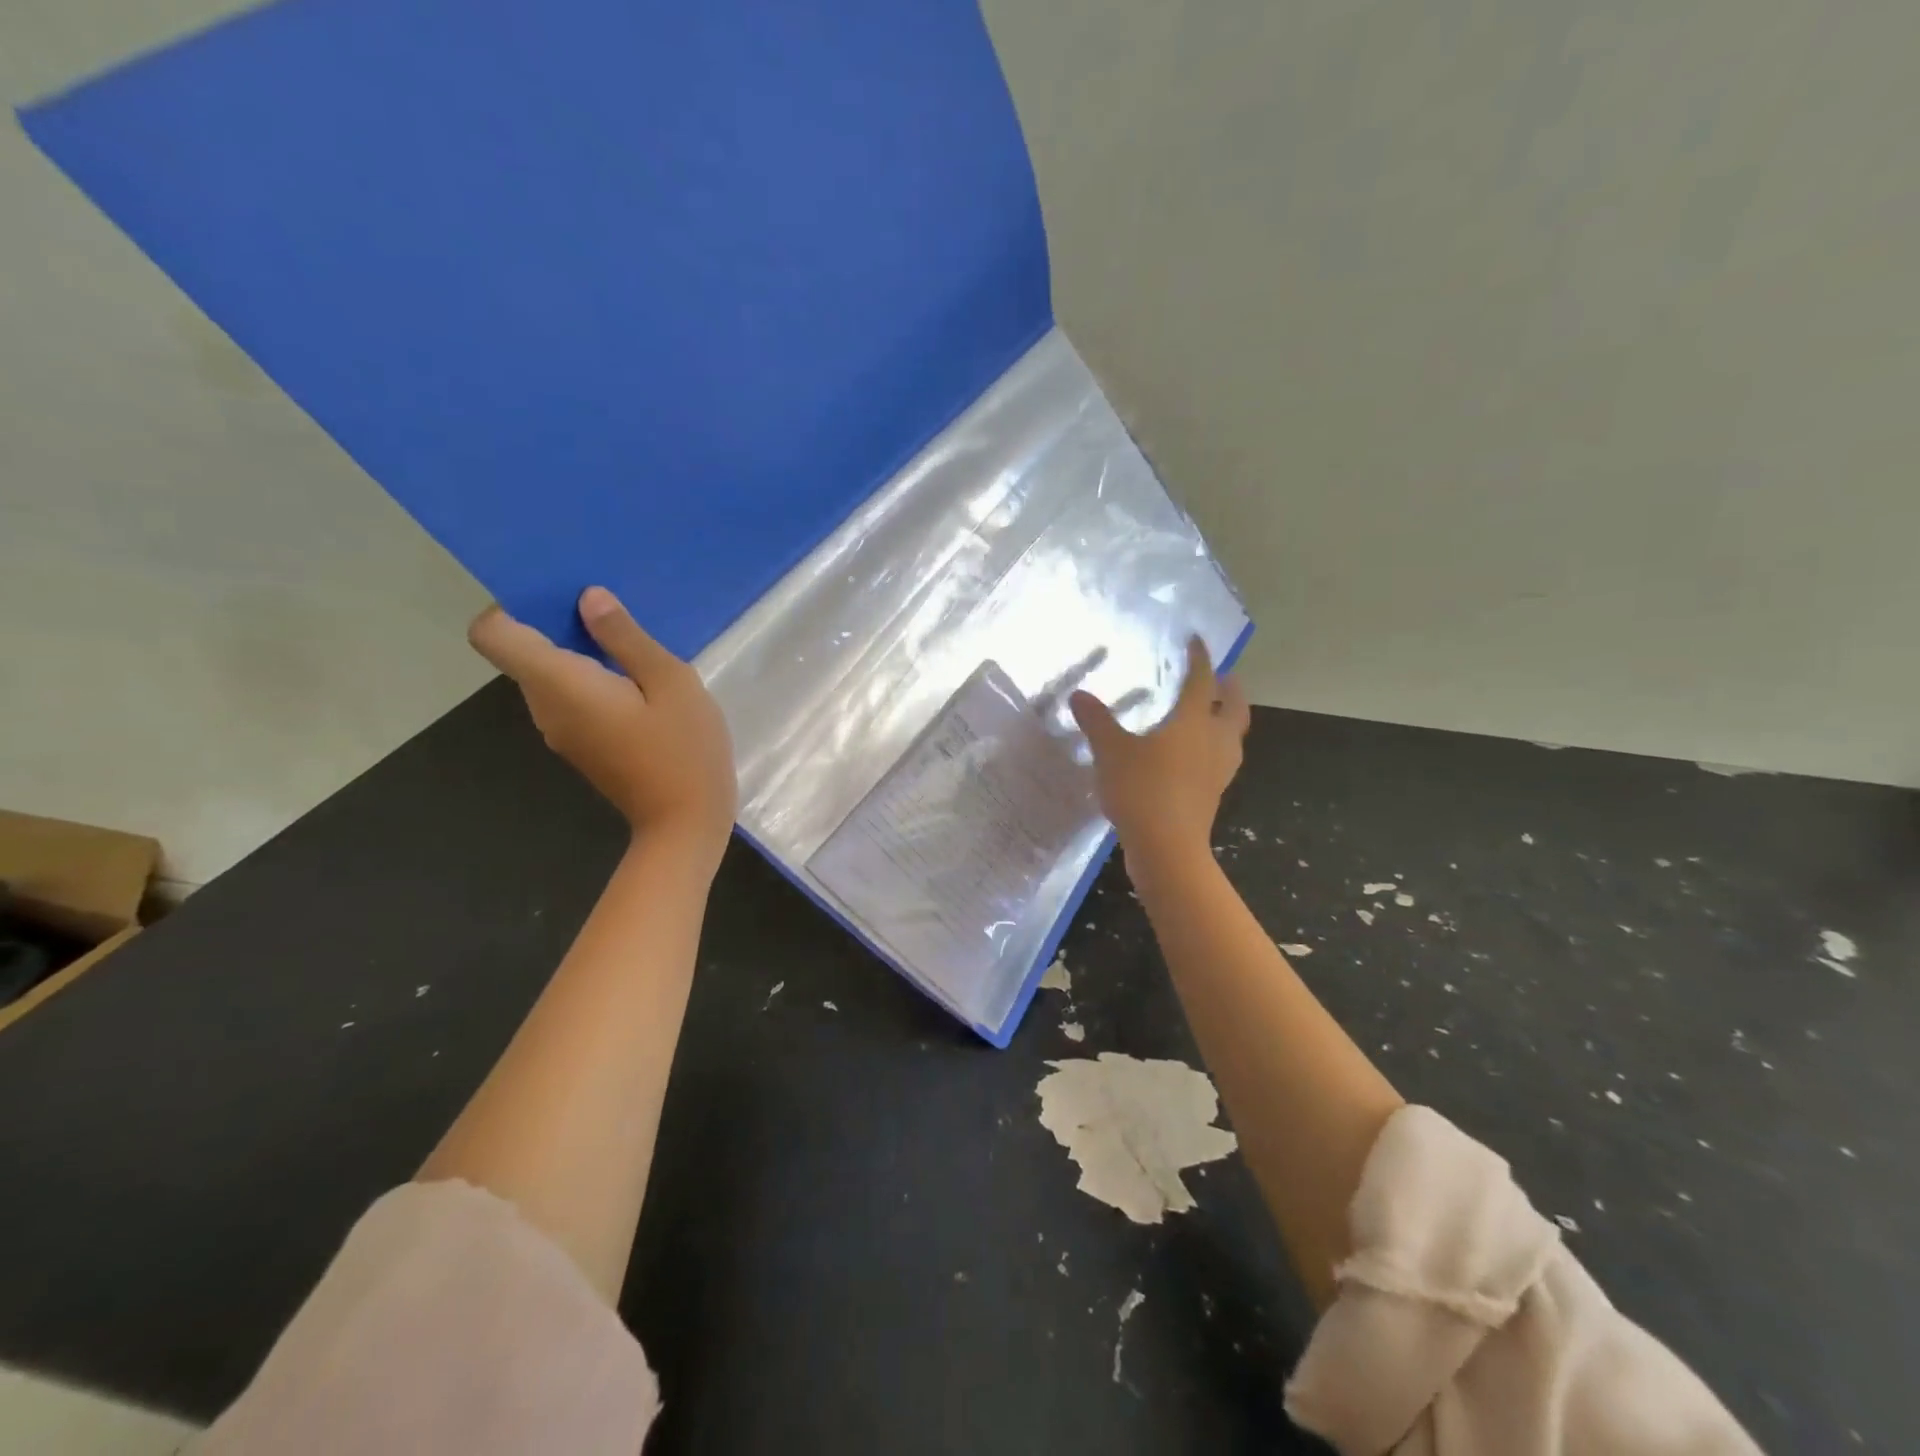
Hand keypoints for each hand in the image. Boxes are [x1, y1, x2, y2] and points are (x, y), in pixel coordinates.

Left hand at [468, 588, 736, 863]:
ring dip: (581, 653)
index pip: (492, 634)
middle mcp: (546, 707)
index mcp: (560, 684)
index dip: (514, 607)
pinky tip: (640, 687)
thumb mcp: (671, 683)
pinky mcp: (581, 746)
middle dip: (559, 624)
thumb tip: (588, 598)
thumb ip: (626, 638)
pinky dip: (592, 681)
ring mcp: (561, 732)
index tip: (563, 598)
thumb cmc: (683, 751)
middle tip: (615, 614)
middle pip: (524, 651)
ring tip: (635, 647)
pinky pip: (571, 698)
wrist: (685, 825)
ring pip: (551, 676)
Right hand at [1069, 636, 1249, 870]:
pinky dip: (1214, 747)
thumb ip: (1096, 721)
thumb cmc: (1142, 789)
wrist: (1166, 847)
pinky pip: (1220, 759)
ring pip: (1233, 735)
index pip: (1202, 680)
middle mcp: (1214, 740)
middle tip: (1222, 677)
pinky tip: (1194, 755)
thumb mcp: (1111, 751)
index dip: (1200, 658)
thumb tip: (1079, 695)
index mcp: (1193, 721)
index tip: (1196, 641)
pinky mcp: (1214, 793)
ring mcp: (1218, 770)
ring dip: (1227, 719)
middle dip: (1230, 689)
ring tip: (1211, 713)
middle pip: (1234, 707)